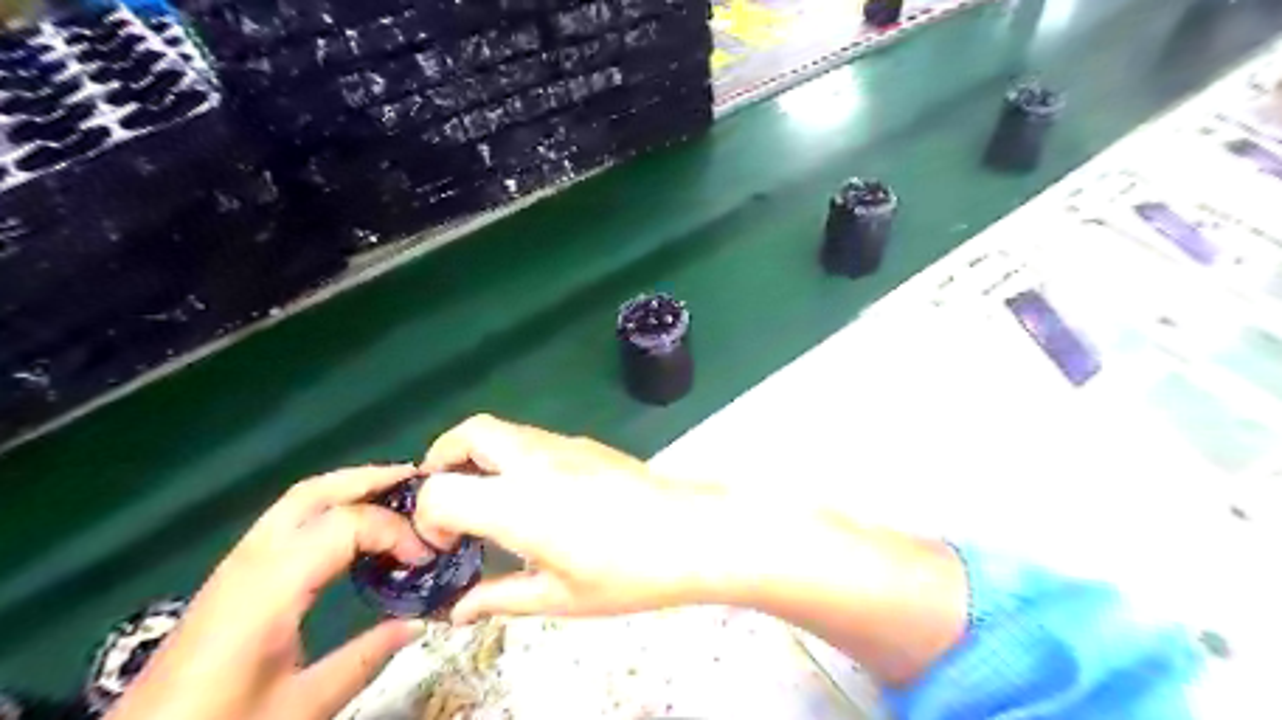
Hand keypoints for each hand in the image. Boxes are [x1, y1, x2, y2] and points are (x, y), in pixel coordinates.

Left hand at [106, 463, 434, 719]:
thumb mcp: (301, 707)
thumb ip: (364, 659)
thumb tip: (418, 623)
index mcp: (269, 587)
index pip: (346, 525)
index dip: (395, 531)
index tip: (427, 557)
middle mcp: (251, 561)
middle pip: (315, 492)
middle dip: (371, 479)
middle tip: (418, 484)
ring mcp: (237, 563)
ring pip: (298, 500)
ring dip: (350, 488)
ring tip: (395, 496)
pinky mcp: (232, 575)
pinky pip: (287, 519)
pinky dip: (329, 507)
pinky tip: (352, 528)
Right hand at [416, 417, 746, 622]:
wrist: (692, 533)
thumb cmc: (627, 573)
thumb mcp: (559, 597)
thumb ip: (500, 598)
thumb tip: (458, 610)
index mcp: (518, 504)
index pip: (441, 490)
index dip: (427, 518)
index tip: (445, 545)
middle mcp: (534, 461)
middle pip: (468, 433)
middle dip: (442, 459)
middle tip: (447, 499)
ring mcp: (563, 445)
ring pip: (502, 429)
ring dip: (478, 455)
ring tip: (487, 498)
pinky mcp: (584, 443)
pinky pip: (531, 438)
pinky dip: (510, 455)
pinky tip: (532, 493)